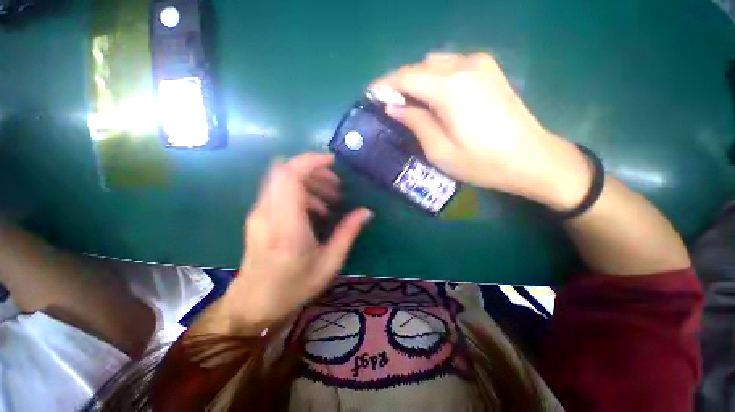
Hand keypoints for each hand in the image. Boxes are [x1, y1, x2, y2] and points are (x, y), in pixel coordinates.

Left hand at [222, 154, 371, 333]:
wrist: (253, 303)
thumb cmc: (293, 287)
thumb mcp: (329, 263)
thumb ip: (348, 233)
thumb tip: (366, 212)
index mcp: (287, 225)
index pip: (290, 177)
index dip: (311, 161)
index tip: (333, 161)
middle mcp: (267, 213)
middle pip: (284, 171)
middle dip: (313, 170)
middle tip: (336, 186)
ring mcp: (259, 213)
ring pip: (281, 179)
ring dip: (308, 181)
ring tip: (329, 200)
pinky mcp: (258, 216)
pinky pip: (279, 191)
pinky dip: (299, 191)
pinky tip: (314, 210)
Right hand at [371, 52, 592, 210]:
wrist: (531, 158)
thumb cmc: (481, 162)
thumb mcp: (439, 150)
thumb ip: (415, 122)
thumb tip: (393, 107)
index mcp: (450, 88)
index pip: (406, 76)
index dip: (385, 84)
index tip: (371, 94)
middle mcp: (465, 66)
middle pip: (421, 66)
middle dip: (402, 83)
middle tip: (392, 105)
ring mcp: (481, 64)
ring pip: (437, 63)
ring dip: (419, 80)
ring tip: (413, 104)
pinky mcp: (490, 70)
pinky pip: (453, 66)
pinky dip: (437, 78)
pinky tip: (437, 98)